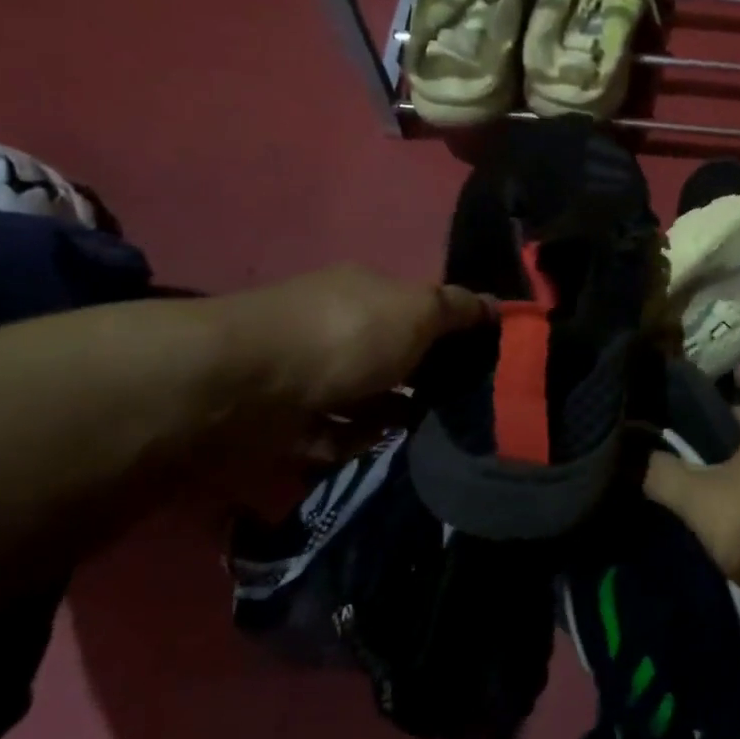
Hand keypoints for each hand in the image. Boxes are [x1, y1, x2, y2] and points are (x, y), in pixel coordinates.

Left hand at [215, 264, 489, 421]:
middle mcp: (336, 326)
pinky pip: (333, 433)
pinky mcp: (285, 419)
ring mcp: (307, 373)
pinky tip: (376, 446)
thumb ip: (457, 308)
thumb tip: (495, 303)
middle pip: (392, 354)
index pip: (419, 307)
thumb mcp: (417, 310)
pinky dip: (354, 440)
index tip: (483, 360)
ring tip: (427, 433)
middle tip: (461, 406)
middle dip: (424, 380)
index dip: (452, 331)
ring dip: (392, 416)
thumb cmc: (346, 336)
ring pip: (365, 397)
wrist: (244, 386)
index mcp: (366, 292)